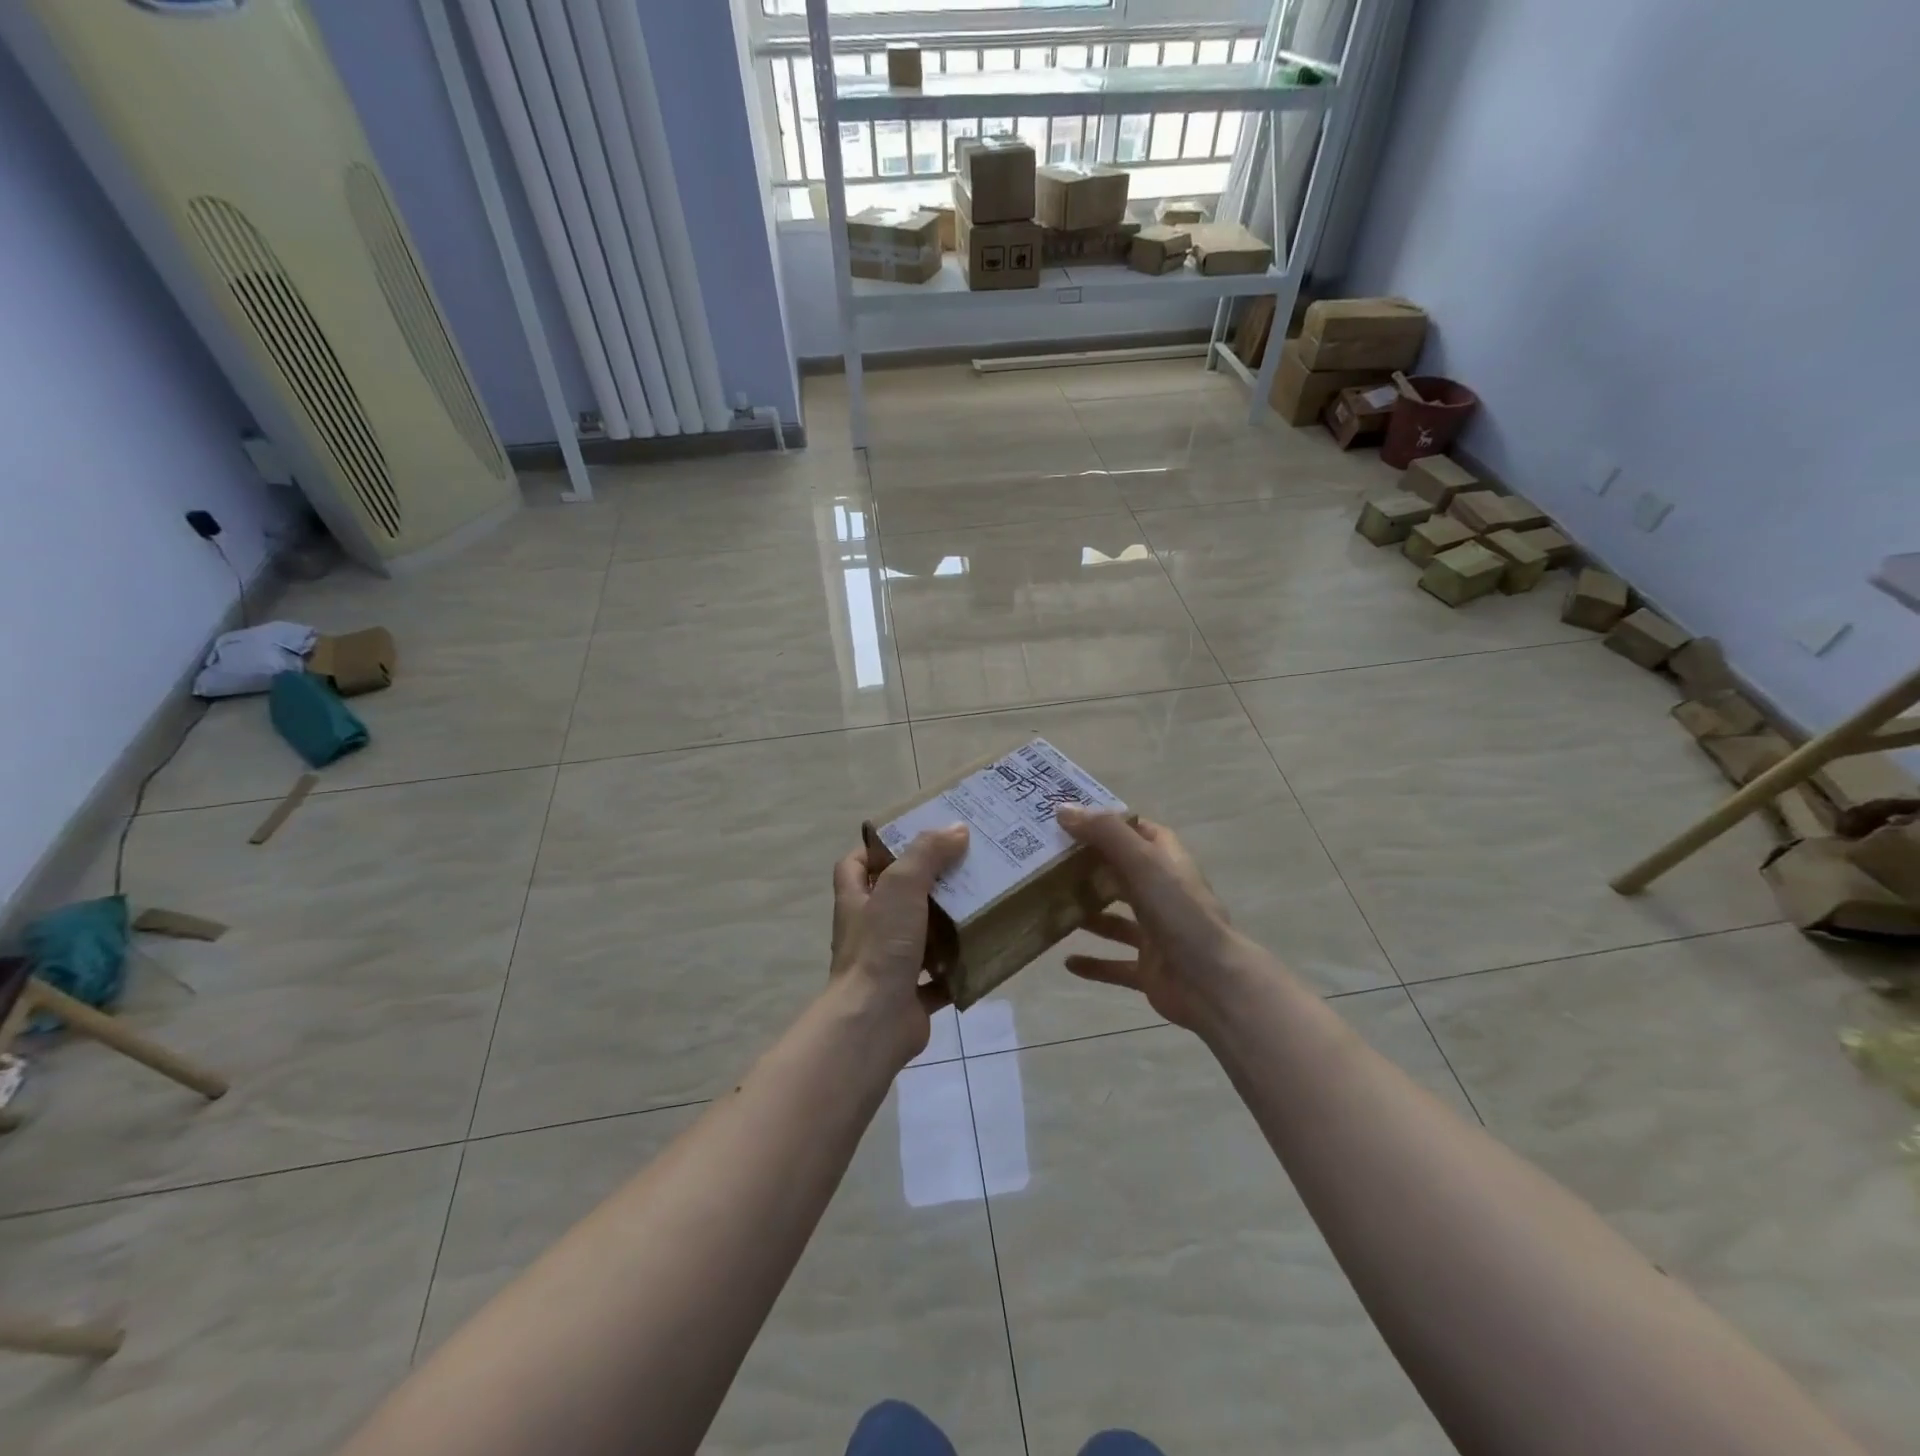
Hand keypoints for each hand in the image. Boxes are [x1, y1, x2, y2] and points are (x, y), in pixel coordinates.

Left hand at [829, 825, 969, 1061]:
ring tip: (980, 902)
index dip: (876, 849)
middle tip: (962, 866)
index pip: (855, 865)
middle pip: (894, 899)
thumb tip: (956, 828)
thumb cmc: (880, 947)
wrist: (874, 1022)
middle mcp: (868, 931)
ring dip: (945, 924)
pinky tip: (983, 951)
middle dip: (925, 884)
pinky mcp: (910, 996)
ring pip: (919, 937)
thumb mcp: (901, 886)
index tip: (912, 838)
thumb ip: (927, 854)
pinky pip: (938, 977)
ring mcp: (888, 965)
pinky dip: (958, 967)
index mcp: (856, 901)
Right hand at [1055, 807, 1241, 1031]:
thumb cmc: (1180, 913)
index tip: (1070, 819)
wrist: (1213, 984)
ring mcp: (1157, 933)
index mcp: (1167, 862)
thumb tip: (1063, 809)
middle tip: (1047, 862)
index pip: (1138, 832)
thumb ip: (1105, 834)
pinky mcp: (1149, 968)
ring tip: (1052, 908)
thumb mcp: (1143, 862)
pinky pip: (1115, 964)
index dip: (1109, 823)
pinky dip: (1093, 963)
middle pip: (1122, 874)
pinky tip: (1067, 962)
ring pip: (1116, 919)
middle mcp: (1163, 893)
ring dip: (1088, 914)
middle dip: (1089, 869)